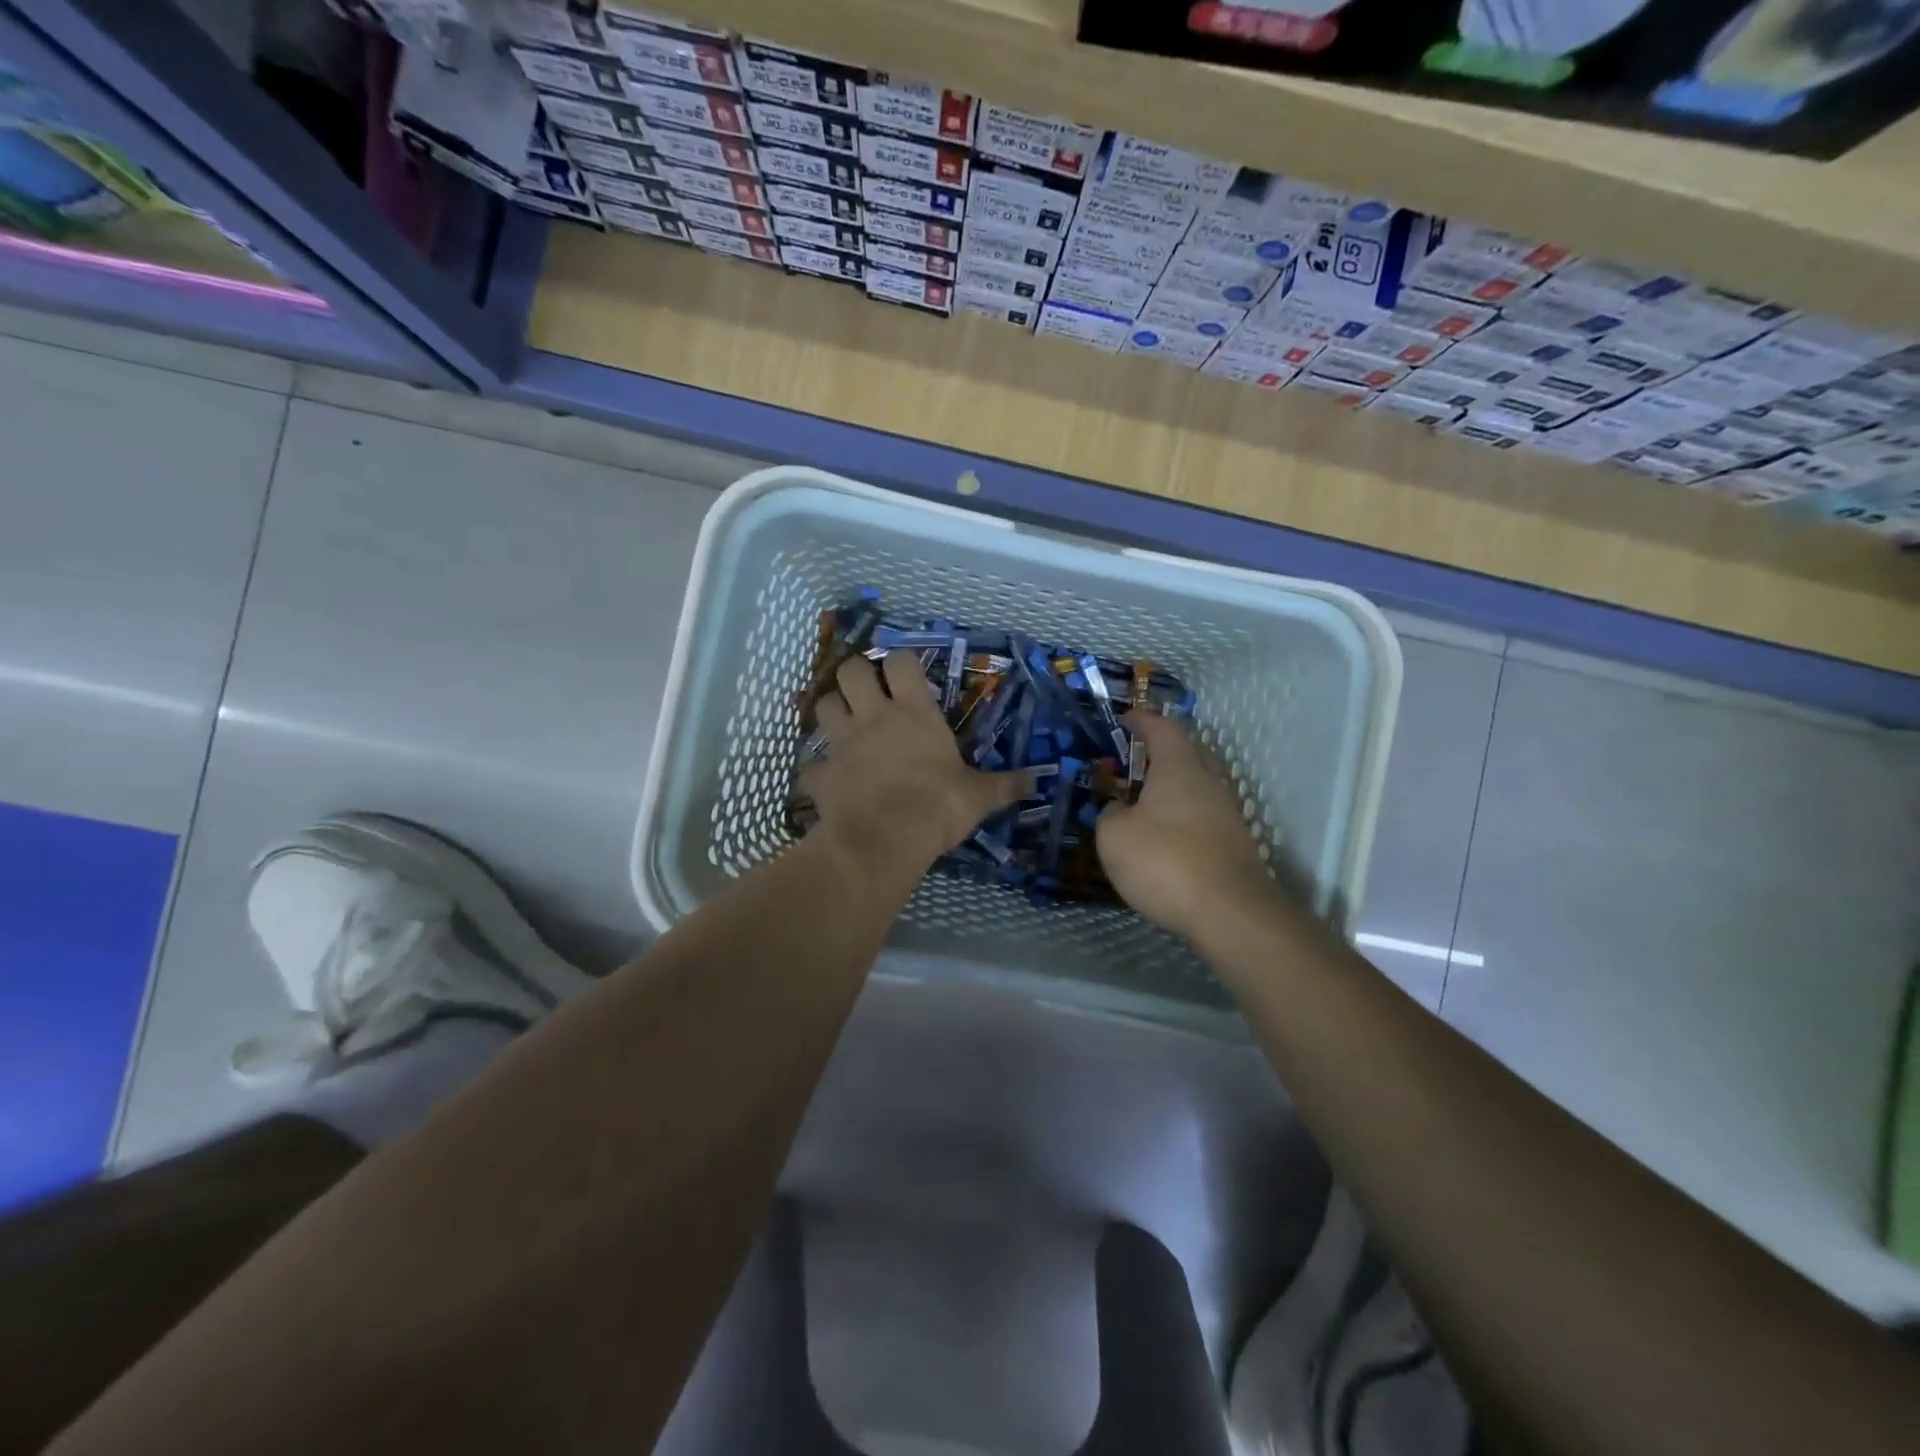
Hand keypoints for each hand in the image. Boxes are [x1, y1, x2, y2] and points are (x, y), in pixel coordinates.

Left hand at [805, 652, 1027, 878]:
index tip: (907, 675)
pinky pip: (812, 765)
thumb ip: (1005, 785)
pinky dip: (819, 771)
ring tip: (844, 726)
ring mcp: (842, 743)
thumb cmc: (937, 807)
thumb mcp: (978, 796)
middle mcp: (874, 718)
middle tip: (869, 694)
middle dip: (856, 675)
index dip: (900, 662)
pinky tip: (830, 782)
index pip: (900, 662)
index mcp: (914, 714)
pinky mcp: (821, 774)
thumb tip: (1038, 781)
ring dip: (832, 711)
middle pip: (850, 670)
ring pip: (823, 705)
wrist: (885, 840)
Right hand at [1096, 710, 1278, 942]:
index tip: (1124, 719)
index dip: (1141, 720)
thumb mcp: (1114, 837)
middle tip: (1125, 769)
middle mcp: (1208, 782)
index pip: (1162, 728)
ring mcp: (1226, 814)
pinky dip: (1178, 822)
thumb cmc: (1165, 862)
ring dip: (1166, 794)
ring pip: (1192, 791)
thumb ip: (1110, 814)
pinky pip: (1200, 819)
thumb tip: (1119, 808)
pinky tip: (1160, 844)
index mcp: (1179, 768)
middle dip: (1154, 758)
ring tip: (1137, 810)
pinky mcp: (1234, 845)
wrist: (1230, 914)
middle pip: (1182, 757)